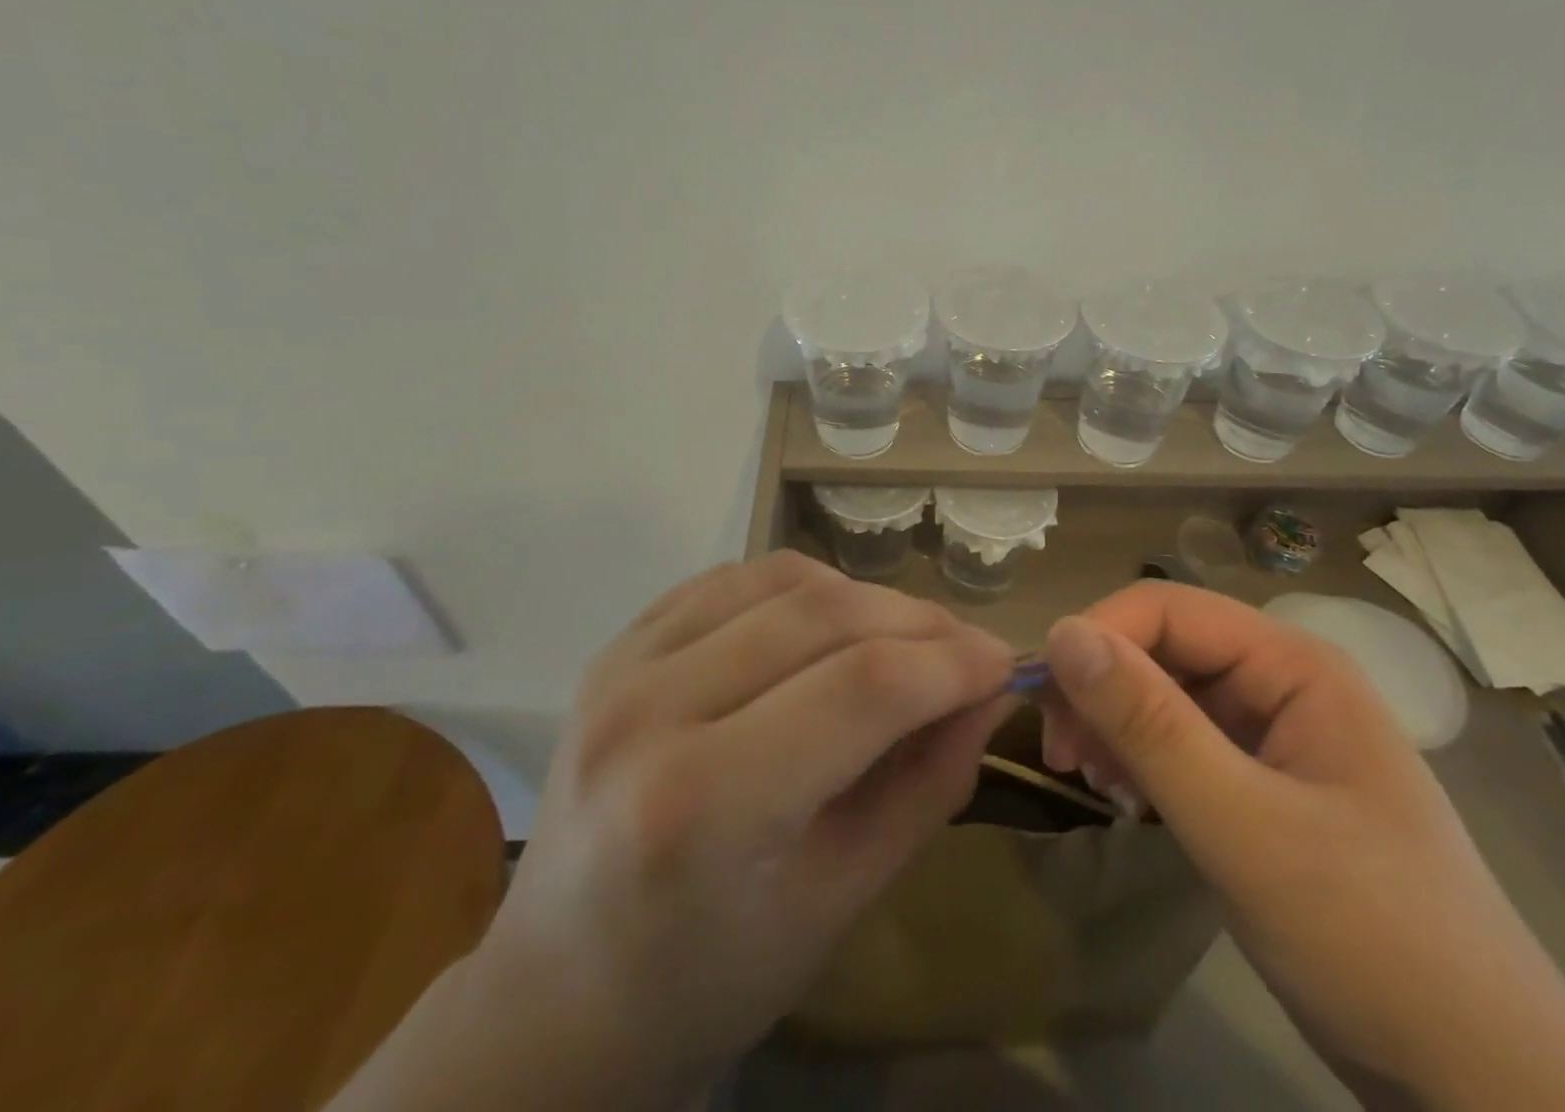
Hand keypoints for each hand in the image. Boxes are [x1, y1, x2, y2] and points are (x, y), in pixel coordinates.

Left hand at [330, 551, 1014, 1111]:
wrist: (560, 986)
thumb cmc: (711, 973)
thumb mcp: (842, 899)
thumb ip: (926, 783)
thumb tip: (990, 692)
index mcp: (703, 803)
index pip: (861, 688)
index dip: (949, 662)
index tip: (1003, 662)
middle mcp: (652, 710)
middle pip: (823, 615)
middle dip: (918, 622)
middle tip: (967, 648)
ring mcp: (624, 663)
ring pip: (783, 578)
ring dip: (865, 596)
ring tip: (905, 636)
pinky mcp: (620, 642)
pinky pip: (735, 577)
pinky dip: (803, 586)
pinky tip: (831, 620)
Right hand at [1038, 582, 1564, 1111]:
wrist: (1482, 1086)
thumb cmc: (1372, 940)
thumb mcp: (1244, 828)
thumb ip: (1150, 725)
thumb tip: (1062, 633)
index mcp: (1294, 664)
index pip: (1168, 609)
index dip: (1098, 638)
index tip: (1043, 703)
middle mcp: (1283, 682)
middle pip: (1163, 647)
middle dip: (1102, 689)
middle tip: (1063, 756)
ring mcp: (1275, 734)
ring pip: (1166, 694)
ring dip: (1117, 726)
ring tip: (1097, 785)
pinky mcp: (1264, 784)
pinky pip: (1183, 742)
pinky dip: (1143, 761)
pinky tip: (1129, 800)